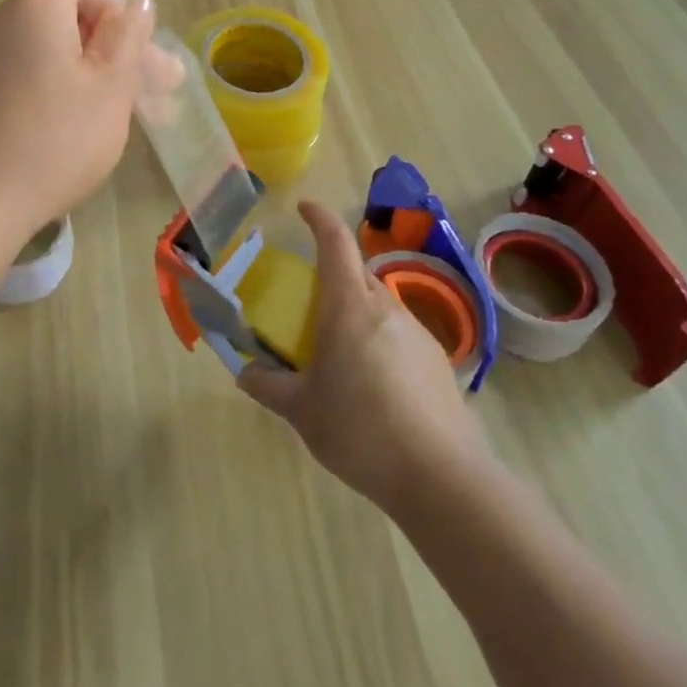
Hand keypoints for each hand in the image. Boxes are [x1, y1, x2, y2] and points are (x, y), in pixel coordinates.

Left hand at [0, 0, 153, 248]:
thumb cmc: (55, 141)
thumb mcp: (109, 87)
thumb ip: (127, 37)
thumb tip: (137, 3)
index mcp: (32, 10)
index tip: (122, 44)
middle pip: (61, 10)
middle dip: (110, 41)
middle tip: (153, 86)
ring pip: (47, 46)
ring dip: (89, 68)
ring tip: (125, 112)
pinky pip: (24, 70)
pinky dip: (56, 85)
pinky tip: (78, 127)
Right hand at [239, 202, 490, 512]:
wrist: (441, 477)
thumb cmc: (359, 430)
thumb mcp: (301, 411)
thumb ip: (268, 385)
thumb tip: (245, 372)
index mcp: (348, 305)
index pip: (335, 241)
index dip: (319, 217)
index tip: (303, 208)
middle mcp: (384, 306)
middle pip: (357, 271)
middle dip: (333, 274)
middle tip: (311, 305)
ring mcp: (417, 332)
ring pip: (379, 303)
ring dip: (357, 311)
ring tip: (341, 354)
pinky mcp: (438, 360)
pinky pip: (399, 333)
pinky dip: (380, 341)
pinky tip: (375, 385)